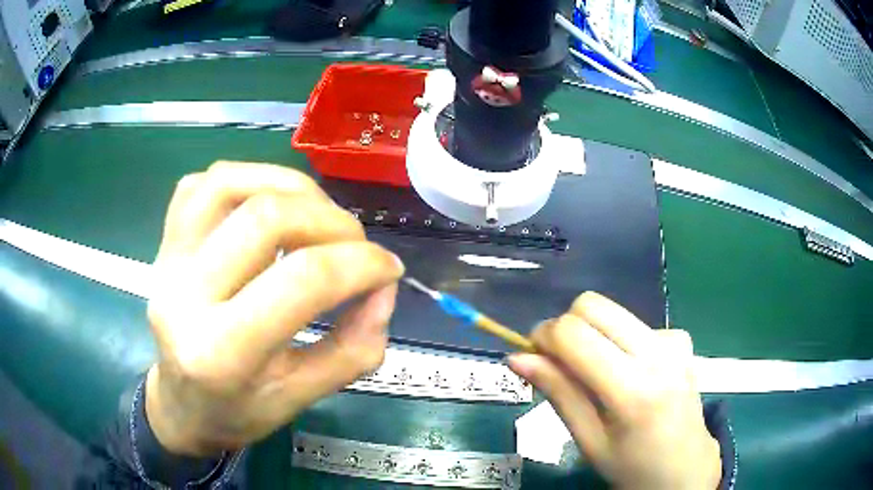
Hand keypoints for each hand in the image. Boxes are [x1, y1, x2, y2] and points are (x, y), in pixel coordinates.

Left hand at [144, 162, 403, 455]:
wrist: (182, 404)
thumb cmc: (239, 411)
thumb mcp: (303, 397)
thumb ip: (353, 349)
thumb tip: (383, 290)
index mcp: (221, 353)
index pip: (302, 281)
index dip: (361, 265)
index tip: (389, 270)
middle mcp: (184, 296)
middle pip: (267, 217)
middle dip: (332, 221)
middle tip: (357, 245)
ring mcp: (166, 259)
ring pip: (229, 182)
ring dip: (291, 188)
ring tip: (319, 215)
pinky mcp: (164, 241)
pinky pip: (202, 183)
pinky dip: (247, 179)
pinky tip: (270, 203)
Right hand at [508, 292, 720, 489]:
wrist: (686, 467)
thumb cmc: (632, 466)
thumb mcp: (589, 441)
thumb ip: (558, 394)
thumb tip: (517, 358)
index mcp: (633, 390)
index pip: (574, 334)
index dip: (543, 338)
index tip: (534, 358)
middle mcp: (658, 354)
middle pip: (593, 305)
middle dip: (566, 327)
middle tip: (560, 362)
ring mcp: (674, 341)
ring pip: (612, 311)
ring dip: (592, 334)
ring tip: (597, 374)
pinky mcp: (681, 339)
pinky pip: (634, 323)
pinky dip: (618, 341)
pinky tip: (630, 372)